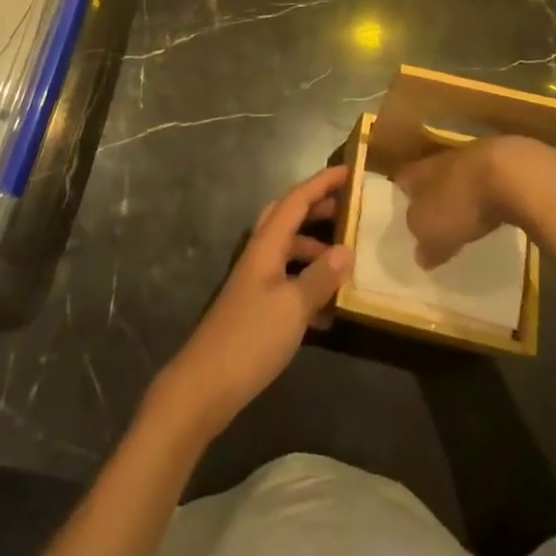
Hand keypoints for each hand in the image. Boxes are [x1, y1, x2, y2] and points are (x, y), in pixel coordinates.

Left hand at [152, 165, 353, 438]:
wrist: (206, 385)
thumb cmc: (251, 338)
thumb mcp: (293, 307)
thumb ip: (321, 276)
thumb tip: (347, 249)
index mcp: (266, 245)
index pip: (296, 201)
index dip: (322, 183)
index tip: (349, 170)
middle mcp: (260, 254)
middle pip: (289, 217)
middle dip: (318, 209)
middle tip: (350, 209)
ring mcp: (256, 280)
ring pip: (289, 249)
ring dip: (316, 248)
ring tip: (347, 261)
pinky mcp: (257, 306)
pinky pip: (288, 280)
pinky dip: (309, 282)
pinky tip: (330, 307)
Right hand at [392, 136, 555, 268]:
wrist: (514, 175)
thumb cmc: (461, 202)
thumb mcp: (432, 230)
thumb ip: (423, 242)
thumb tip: (420, 253)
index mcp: (421, 171)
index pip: (403, 178)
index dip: (401, 193)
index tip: (402, 209)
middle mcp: (444, 159)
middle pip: (433, 175)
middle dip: (432, 193)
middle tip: (434, 215)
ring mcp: (478, 157)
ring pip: (462, 176)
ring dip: (462, 193)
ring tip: (466, 216)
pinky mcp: (508, 165)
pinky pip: (491, 181)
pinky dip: (490, 195)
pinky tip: (496, 211)